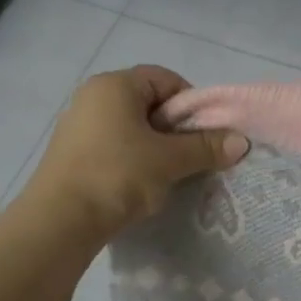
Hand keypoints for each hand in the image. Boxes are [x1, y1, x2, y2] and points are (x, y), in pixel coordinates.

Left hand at [26, 66, 248, 239]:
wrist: (59, 222)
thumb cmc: (117, 175)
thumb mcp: (169, 161)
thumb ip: (206, 147)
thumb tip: (241, 141)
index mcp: (114, 85)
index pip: (165, 79)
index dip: (191, 103)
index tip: (204, 134)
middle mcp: (92, 97)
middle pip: (147, 103)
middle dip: (174, 129)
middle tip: (191, 157)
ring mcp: (77, 126)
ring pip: (130, 128)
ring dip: (154, 148)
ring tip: (167, 176)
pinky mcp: (70, 155)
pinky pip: (112, 147)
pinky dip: (131, 161)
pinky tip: (139, 187)